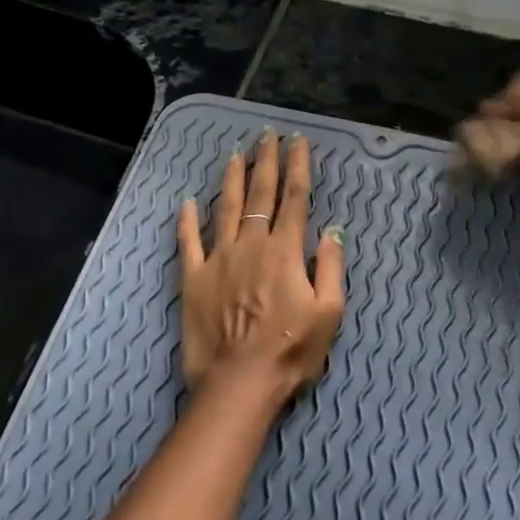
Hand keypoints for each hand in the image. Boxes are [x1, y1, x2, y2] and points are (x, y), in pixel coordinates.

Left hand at [177, 129, 346, 402]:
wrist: (239, 382)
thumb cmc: (291, 352)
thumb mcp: (329, 313)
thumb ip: (331, 268)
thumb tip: (332, 231)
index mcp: (285, 252)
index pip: (295, 199)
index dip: (298, 167)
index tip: (298, 142)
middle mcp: (251, 246)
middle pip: (260, 195)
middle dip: (266, 162)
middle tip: (267, 136)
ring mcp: (218, 260)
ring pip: (225, 209)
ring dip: (232, 180)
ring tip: (235, 154)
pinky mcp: (193, 279)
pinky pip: (189, 242)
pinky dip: (187, 221)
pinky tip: (187, 202)